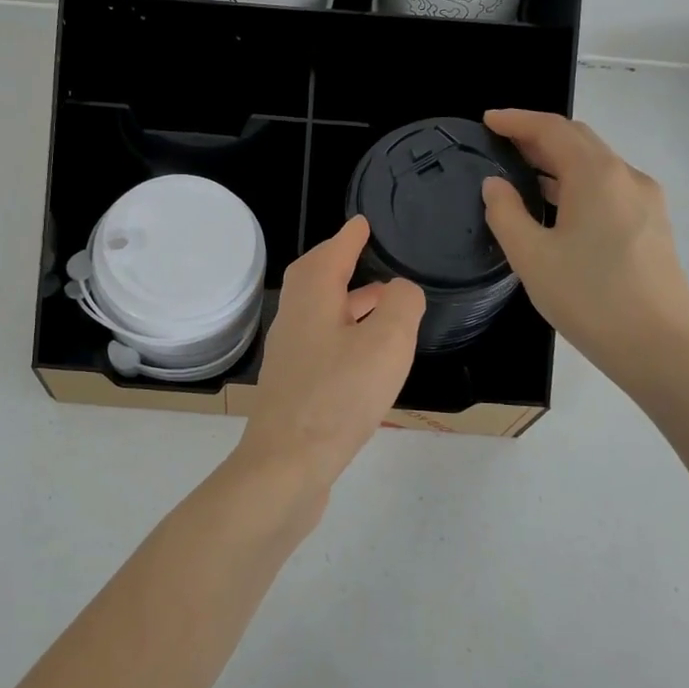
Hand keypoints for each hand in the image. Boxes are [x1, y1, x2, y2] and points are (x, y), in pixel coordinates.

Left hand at [234, 216, 424, 486]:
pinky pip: (322, 343)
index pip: (331, 254)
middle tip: (367, 254)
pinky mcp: (294, 386)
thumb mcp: (386, 342)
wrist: (287, 464)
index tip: (362, 223)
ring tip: (381, 301)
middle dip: (340, 263)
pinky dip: (344, 332)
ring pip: (319, 313)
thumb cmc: (338, 396)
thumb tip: (400, 289)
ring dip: (346, 300)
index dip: (349, 237)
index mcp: (312, 299)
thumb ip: (402, 305)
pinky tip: (365, 354)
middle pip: (315, 279)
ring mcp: (290, 355)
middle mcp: (294, 320)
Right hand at [481, 108, 688, 389]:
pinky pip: (609, 188)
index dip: (517, 120)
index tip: (488, 120)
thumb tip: (495, 185)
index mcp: (597, 176)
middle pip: (579, 141)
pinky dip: (577, 183)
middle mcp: (627, 177)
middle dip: (538, 136)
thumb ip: (506, 213)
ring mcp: (646, 201)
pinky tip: (557, 206)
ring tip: (522, 172)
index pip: (553, 129)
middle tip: (501, 144)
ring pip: (596, 165)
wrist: (659, 348)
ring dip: (558, 161)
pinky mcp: (652, 225)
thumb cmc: (589, 298)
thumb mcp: (532, 257)